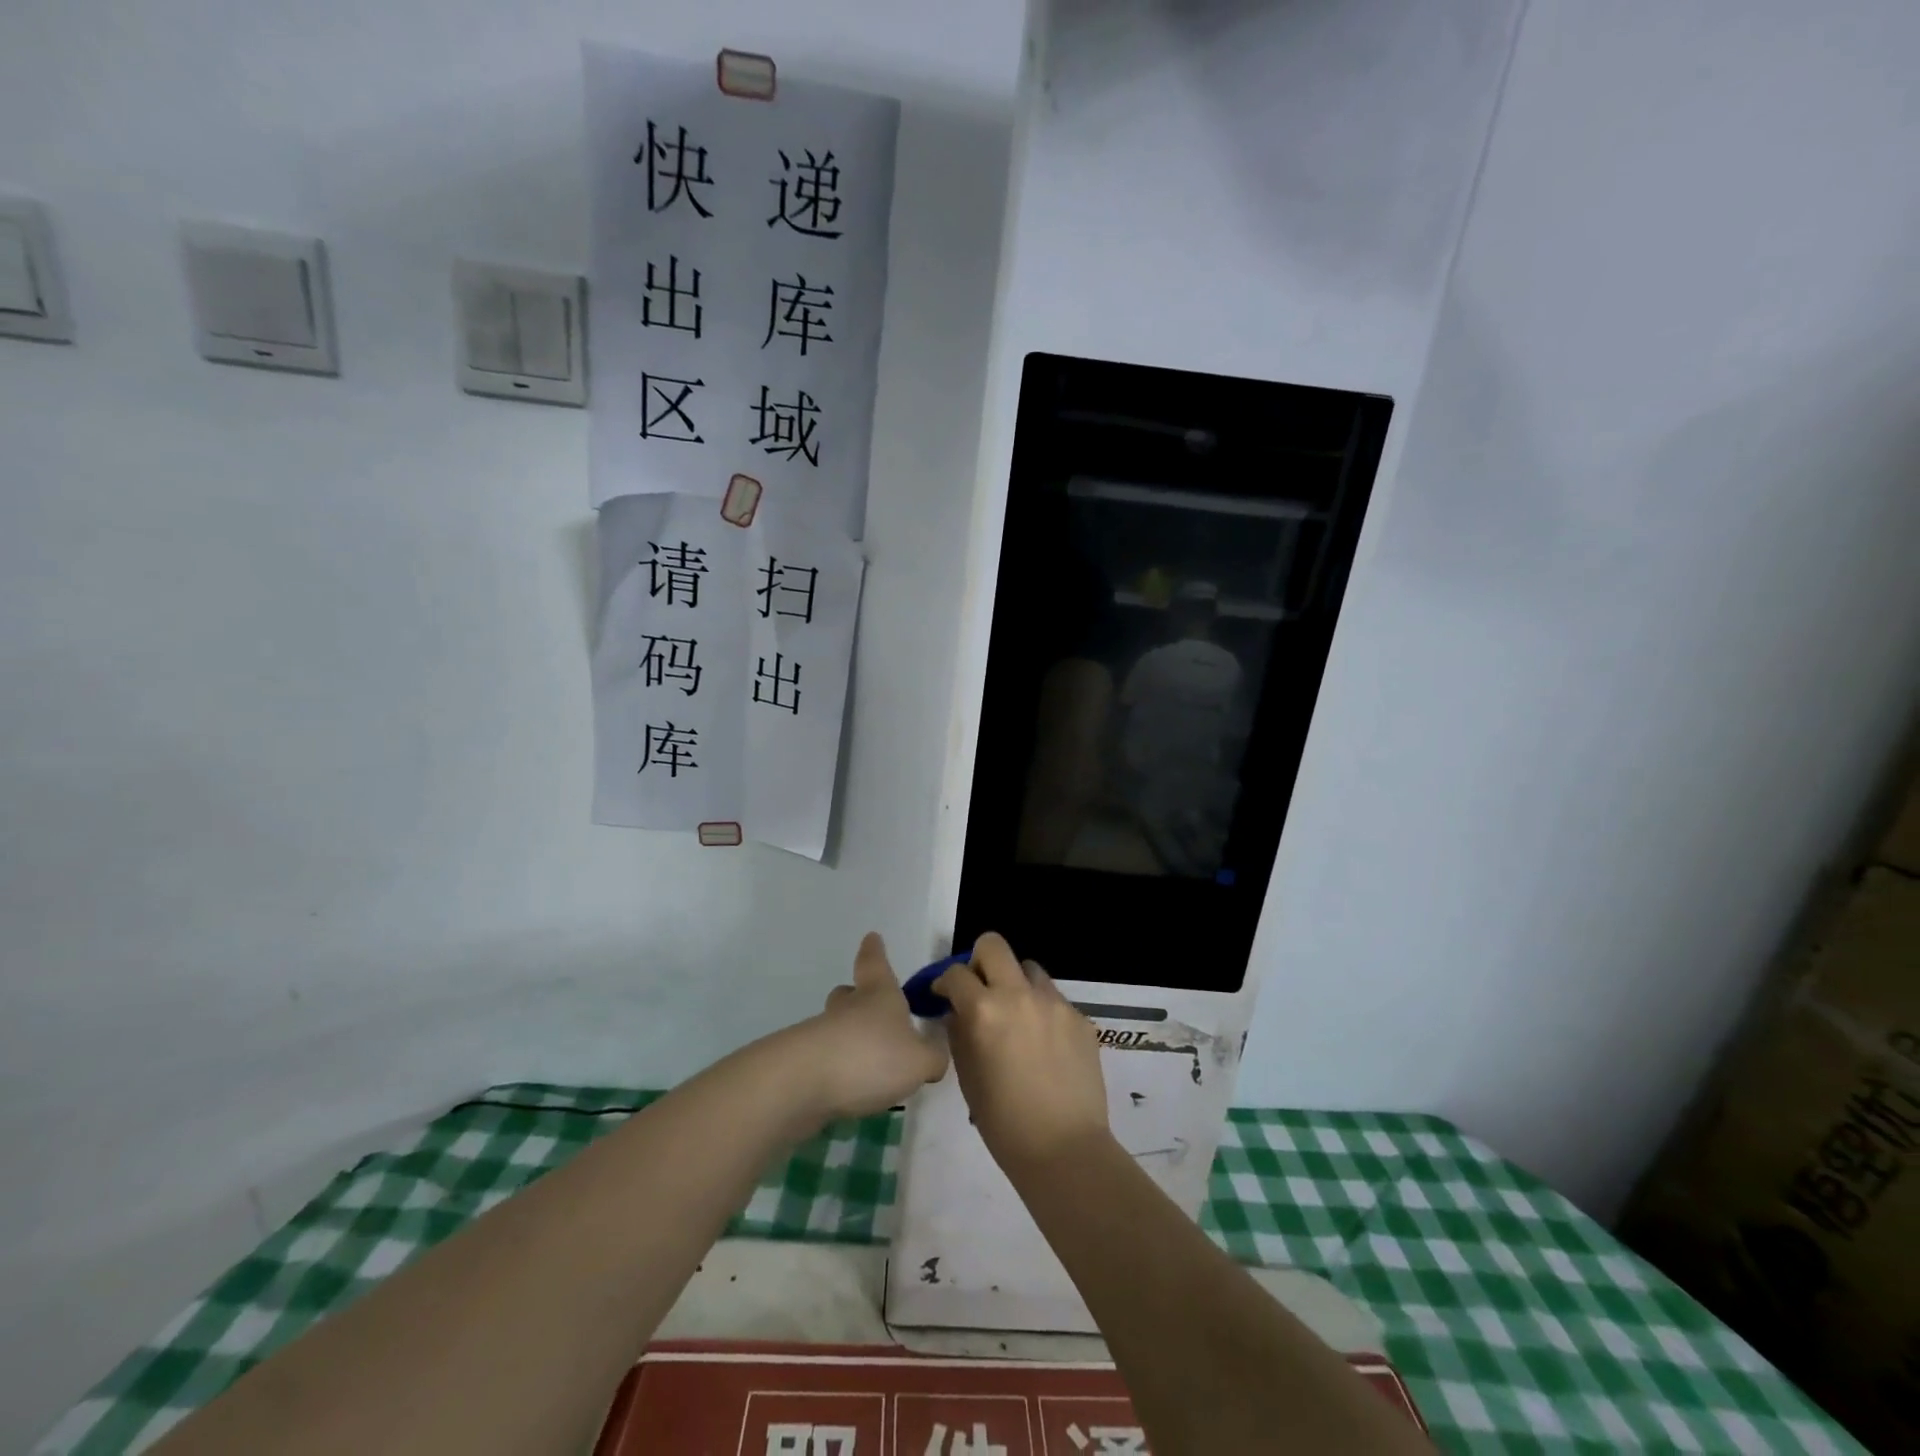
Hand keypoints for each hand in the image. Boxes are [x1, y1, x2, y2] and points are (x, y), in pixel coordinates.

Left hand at [800, 933, 950, 1122]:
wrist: (805, 1082)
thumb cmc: (872, 1056)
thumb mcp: (919, 1061)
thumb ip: (933, 1057)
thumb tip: (934, 1056)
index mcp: (878, 994)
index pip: (875, 962)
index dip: (875, 950)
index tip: (871, 937)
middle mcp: (847, 1007)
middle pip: (848, 993)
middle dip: (857, 997)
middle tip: (869, 1010)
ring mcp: (820, 1034)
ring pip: (835, 1026)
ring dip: (849, 1038)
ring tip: (868, 1063)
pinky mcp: (802, 1064)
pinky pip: (825, 1059)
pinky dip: (837, 1069)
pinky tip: (849, 1090)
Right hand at [934, 932, 1109, 1172]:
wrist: (1065, 1149)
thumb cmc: (1004, 1122)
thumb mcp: (967, 1077)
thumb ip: (959, 1034)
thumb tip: (958, 1012)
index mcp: (984, 1010)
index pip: (956, 974)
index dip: (944, 983)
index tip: (944, 996)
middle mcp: (1019, 995)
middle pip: (994, 946)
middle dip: (980, 961)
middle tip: (979, 989)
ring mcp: (1055, 1003)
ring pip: (1029, 969)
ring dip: (1016, 984)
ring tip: (1016, 1017)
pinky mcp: (1081, 1017)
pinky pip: (1054, 1000)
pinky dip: (1042, 1011)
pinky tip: (1043, 1045)